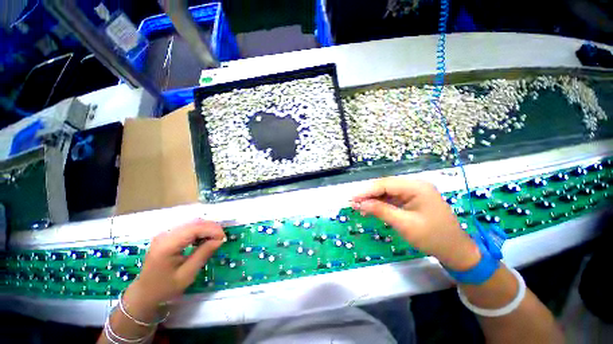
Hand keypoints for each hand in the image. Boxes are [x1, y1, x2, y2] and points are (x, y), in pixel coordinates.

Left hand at [122, 220, 225, 319]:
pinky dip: (199, 231)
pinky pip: (187, 227)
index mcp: (167, 245)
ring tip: (215, 239)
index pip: (194, 228)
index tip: (223, 238)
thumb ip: (203, 255)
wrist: (144, 293)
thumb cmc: (165, 288)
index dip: (212, 230)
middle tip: (221, 238)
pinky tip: (204, 239)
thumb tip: (220, 240)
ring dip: (206, 228)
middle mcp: (164, 235)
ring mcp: (165, 234)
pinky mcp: (167, 235)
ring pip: (192, 223)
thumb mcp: (186, 275)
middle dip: (211, 228)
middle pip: (194, 223)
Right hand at [352, 177, 480, 270]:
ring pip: (387, 191)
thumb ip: (381, 210)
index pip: (385, 184)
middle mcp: (415, 185)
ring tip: (360, 207)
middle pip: (385, 186)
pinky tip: (372, 208)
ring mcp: (414, 191)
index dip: (366, 191)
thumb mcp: (404, 224)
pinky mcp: (413, 199)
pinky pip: (393, 198)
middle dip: (369, 194)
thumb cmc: (433, 238)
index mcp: (416, 187)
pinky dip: (381, 203)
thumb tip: (361, 204)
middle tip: (354, 203)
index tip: (352, 199)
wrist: (456, 250)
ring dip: (373, 199)